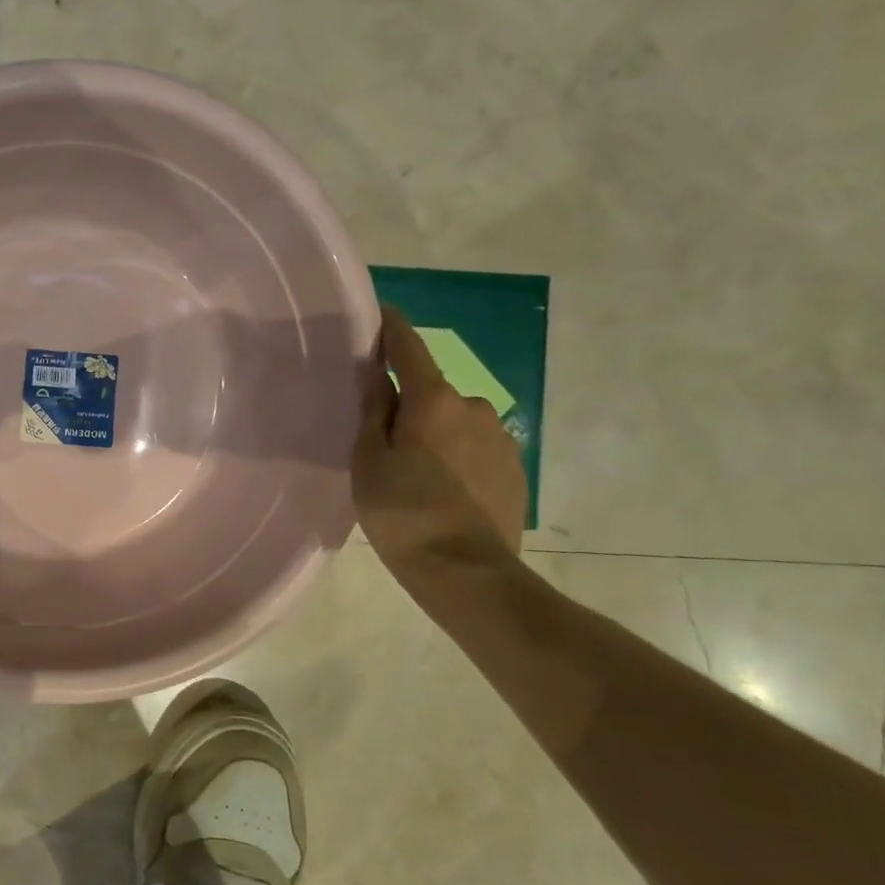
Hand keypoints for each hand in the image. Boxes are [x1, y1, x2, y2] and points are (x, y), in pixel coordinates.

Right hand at [353, 306, 526, 577]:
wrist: (467, 572)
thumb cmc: (403, 512)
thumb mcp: (369, 460)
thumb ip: (374, 411)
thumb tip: (378, 373)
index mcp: (433, 399)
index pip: (409, 346)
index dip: (391, 328)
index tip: (380, 312)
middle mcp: (474, 405)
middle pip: (432, 392)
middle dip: (409, 403)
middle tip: (384, 438)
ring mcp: (501, 437)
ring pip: (455, 422)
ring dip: (435, 433)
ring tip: (415, 474)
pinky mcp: (516, 468)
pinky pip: (475, 448)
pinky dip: (456, 457)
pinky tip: (443, 491)